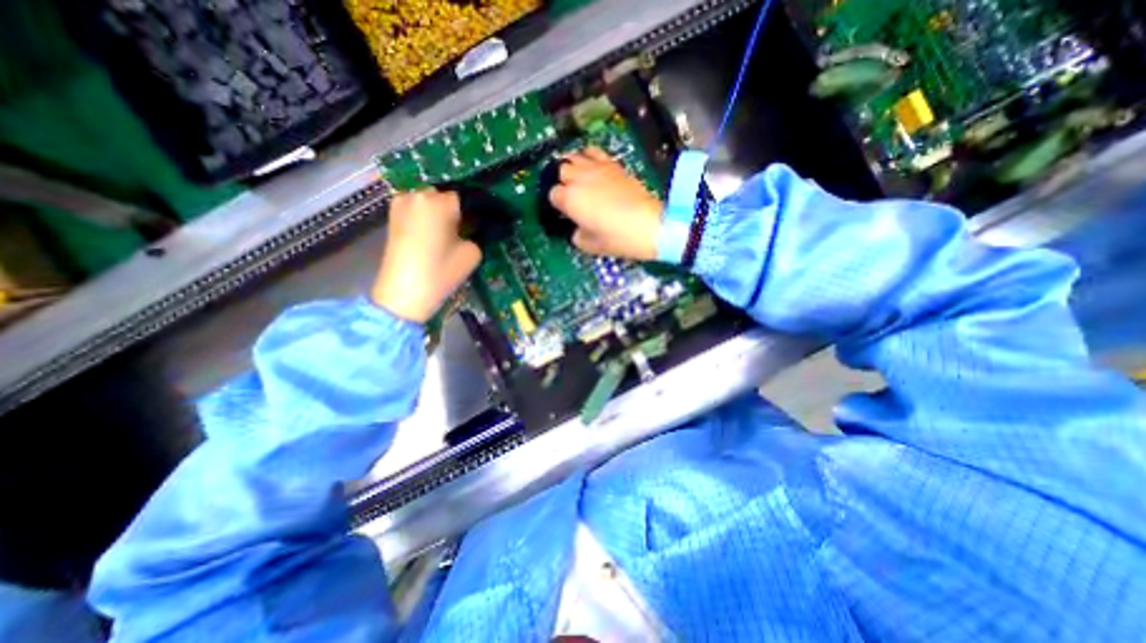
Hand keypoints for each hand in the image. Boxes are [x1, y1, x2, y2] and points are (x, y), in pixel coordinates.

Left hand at [373, 188, 479, 322]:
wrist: (403, 293)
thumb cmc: (441, 272)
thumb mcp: (472, 253)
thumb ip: (475, 233)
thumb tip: (473, 226)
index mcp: (439, 201)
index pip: (465, 195)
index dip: (474, 207)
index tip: (481, 219)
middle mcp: (418, 195)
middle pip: (444, 194)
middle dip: (455, 207)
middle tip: (466, 226)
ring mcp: (401, 203)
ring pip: (428, 200)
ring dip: (439, 211)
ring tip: (449, 231)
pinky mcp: (392, 216)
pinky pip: (416, 209)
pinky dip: (426, 216)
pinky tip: (434, 234)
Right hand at [544, 146, 662, 259]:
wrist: (648, 225)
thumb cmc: (617, 238)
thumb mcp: (589, 245)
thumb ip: (576, 234)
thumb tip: (577, 227)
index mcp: (570, 199)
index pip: (553, 195)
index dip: (558, 204)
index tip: (565, 213)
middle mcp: (579, 178)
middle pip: (561, 171)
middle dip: (563, 183)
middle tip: (571, 196)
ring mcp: (597, 168)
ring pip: (574, 157)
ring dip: (572, 167)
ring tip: (577, 178)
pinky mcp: (613, 164)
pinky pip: (594, 151)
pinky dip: (588, 157)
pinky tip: (592, 166)